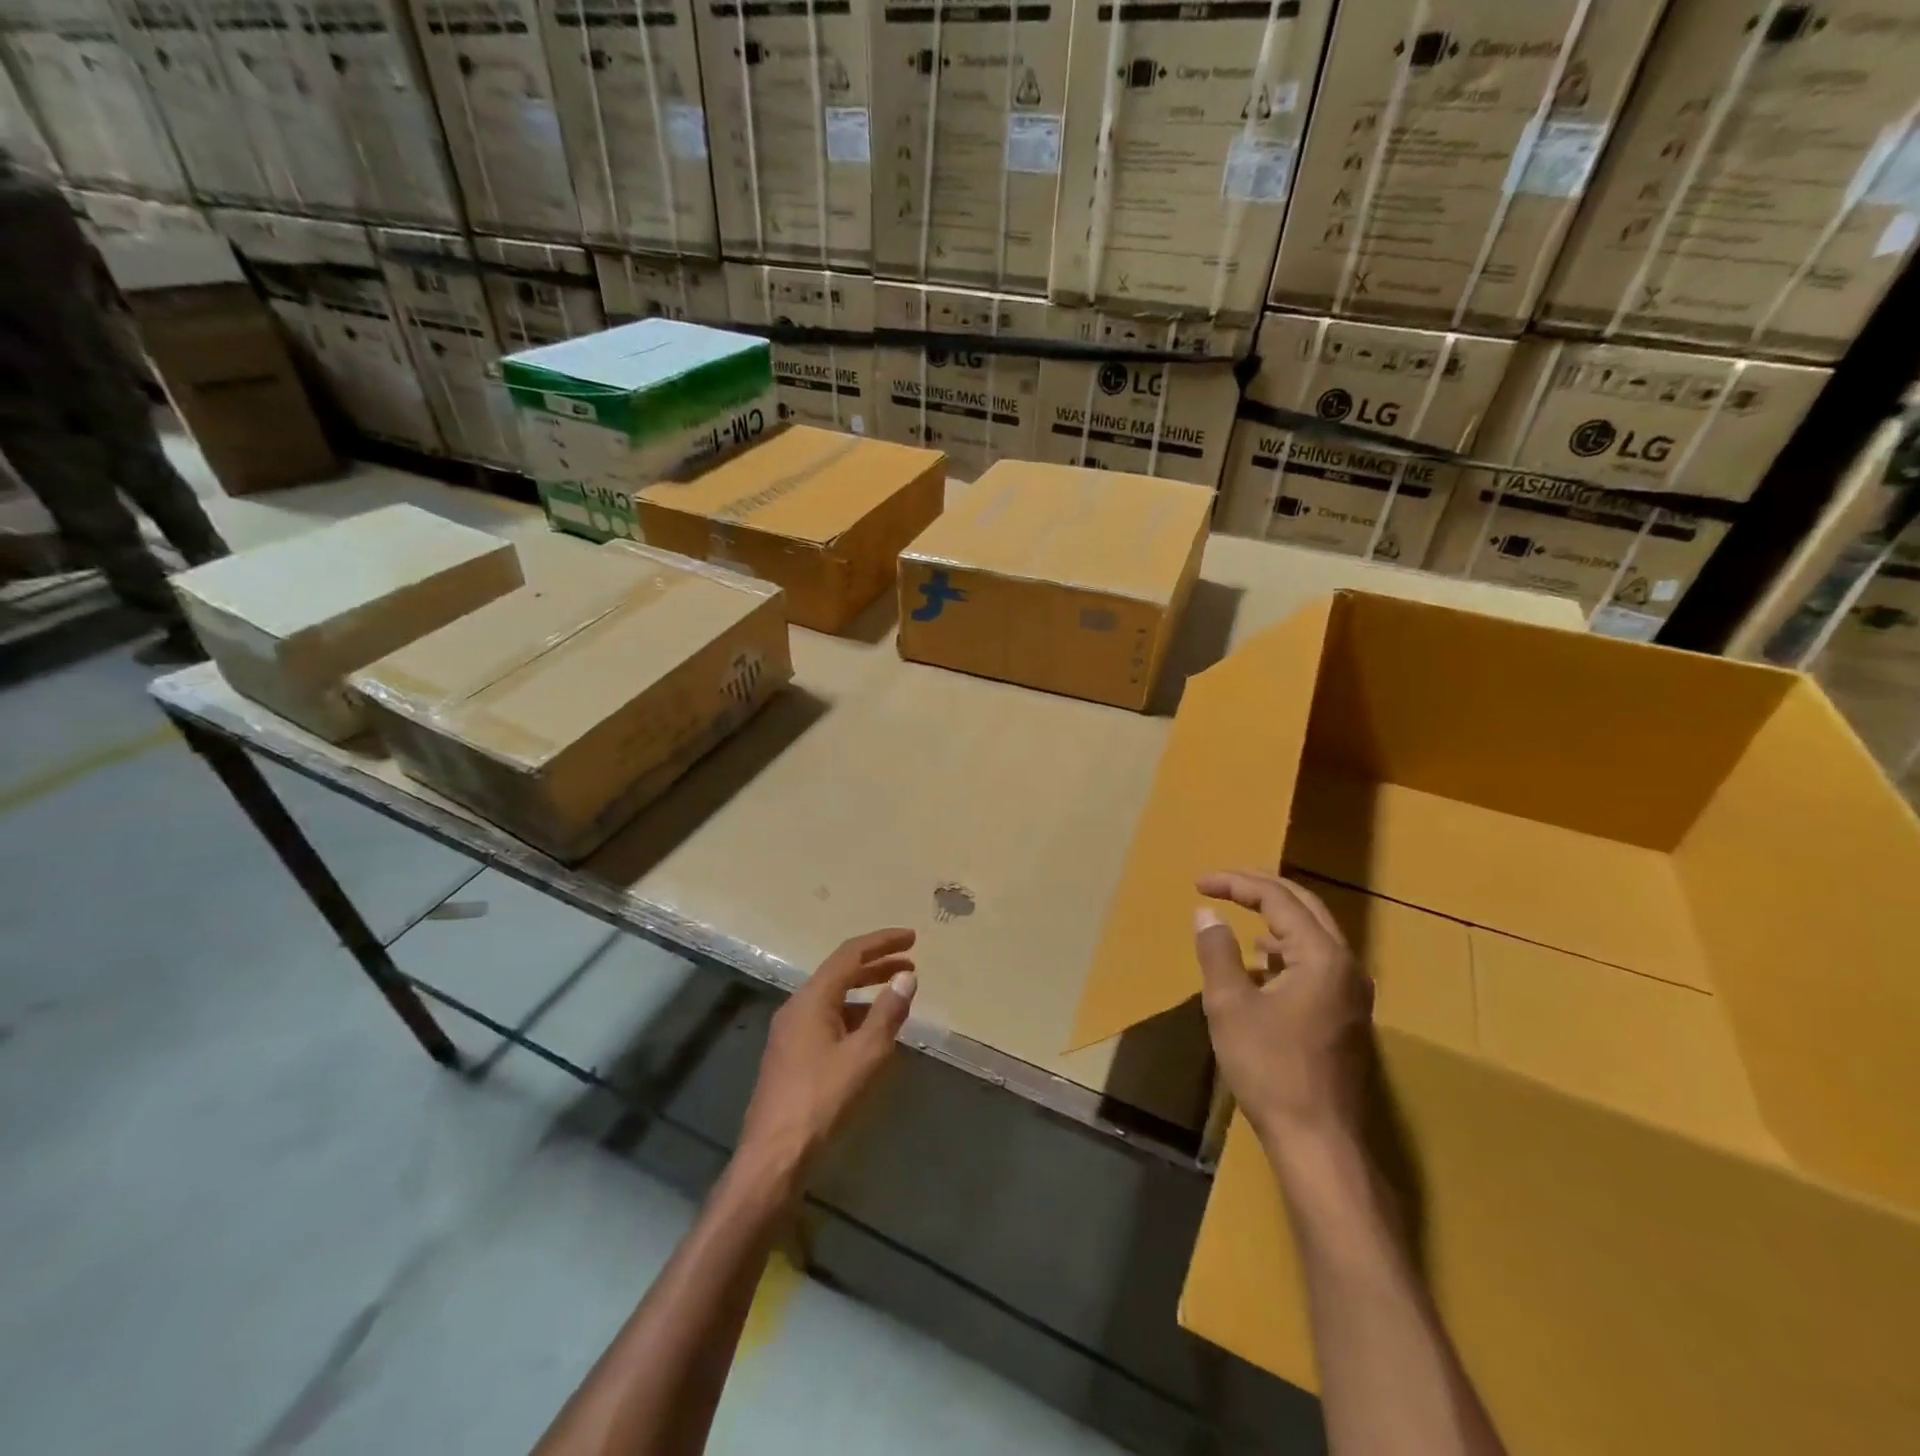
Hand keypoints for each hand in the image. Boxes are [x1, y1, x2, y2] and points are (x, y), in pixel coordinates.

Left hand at [739, 929, 918, 1181]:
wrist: (773, 1156)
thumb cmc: (821, 1100)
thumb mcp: (864, 1055)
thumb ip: (887, 1013)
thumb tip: (906, 978)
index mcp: (812, 999)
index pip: (850, 954)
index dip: (882, 942)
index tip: (912, 938)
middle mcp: (797, 1007)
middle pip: (840, 972)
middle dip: (876, 965)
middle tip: (910, 963)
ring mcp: (789, 1032)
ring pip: (833, 998)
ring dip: (865, 991)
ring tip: (896, 995)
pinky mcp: (790, 1056)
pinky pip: (826, 1020)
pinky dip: (853, 1015)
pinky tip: (871, 1033)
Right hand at [1193, 870, 1374, 1152]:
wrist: (1319, 1142)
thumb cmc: (1270, 1068)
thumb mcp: (1230, 1005)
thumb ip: (1217, 951)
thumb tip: (1206, 912)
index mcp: (1323, 956)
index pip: (1279, 899)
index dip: (1237, 884)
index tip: (1199, 883)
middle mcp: (1346, 965)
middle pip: (1305, 906)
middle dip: (1261, 889)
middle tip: (1223, 882)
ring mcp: (1351, 993)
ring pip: (1314, 934)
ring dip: (1276, 918)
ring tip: (1240, 914)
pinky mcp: (1346, 1015)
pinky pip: (1316, 962)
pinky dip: (1286, 949)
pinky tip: (1262, 963)